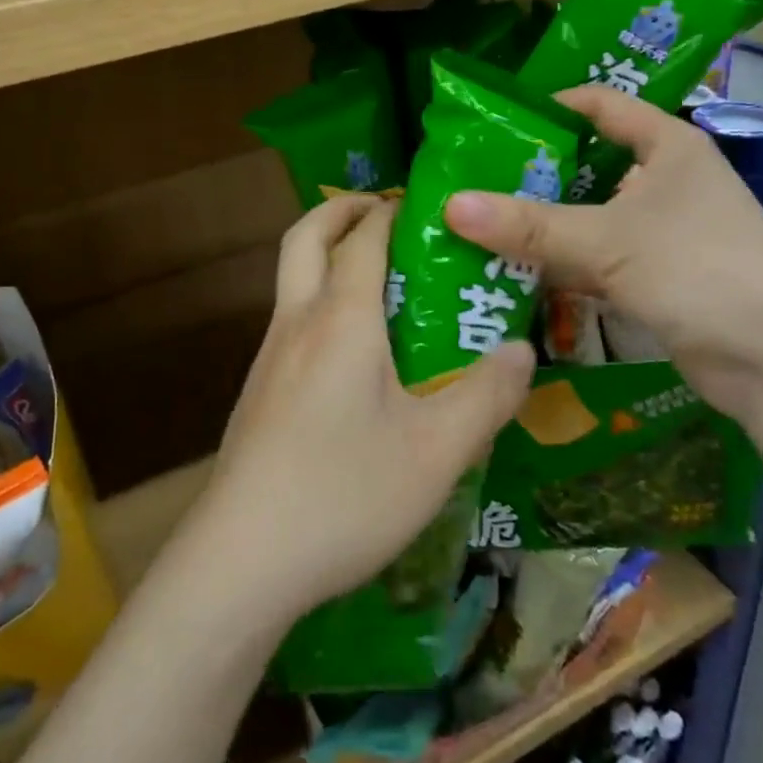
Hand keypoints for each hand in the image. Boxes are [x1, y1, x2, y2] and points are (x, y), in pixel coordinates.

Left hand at [198, 194, 534, 629]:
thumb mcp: (437, 451)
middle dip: (340, 210)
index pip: (364, 238)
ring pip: (292, 278)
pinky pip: (291, 320)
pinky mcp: (259, 391)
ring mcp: (270, 356)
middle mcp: (298, 322)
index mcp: (342, 319)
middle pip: (305, 237)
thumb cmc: (345, 493)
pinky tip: (353, 355)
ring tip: (380, 282)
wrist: (243, 558)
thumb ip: (486, 395)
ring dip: (327, 256)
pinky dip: (319, 301)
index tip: (423, 203)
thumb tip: (520, 349)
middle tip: (383, 213)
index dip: (391, 211)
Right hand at [443, 87, 762, 426]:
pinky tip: (516, 270)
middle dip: (533, 173)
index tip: (494, 121)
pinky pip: (598, 258)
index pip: (600, 105)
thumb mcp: (607, 241)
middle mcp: (667, 181)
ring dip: (543, 223)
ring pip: (590, 215)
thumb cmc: (699, 270)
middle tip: (473, 180)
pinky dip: (562, 263)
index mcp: (668, 147)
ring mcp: (665, 231)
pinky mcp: (659, 276)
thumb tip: (450, 205)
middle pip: (588, 163)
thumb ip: (528, 226)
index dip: (549, 106)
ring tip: (481, 224)